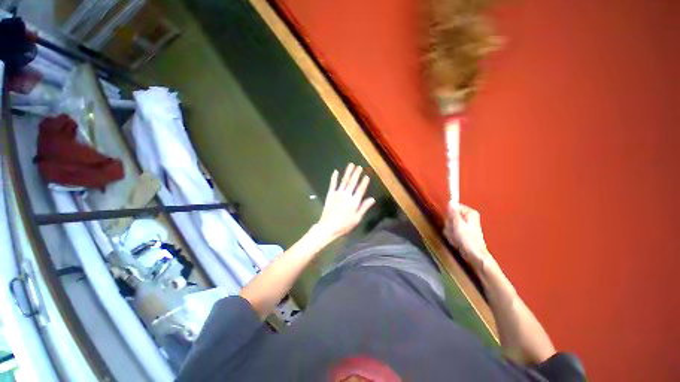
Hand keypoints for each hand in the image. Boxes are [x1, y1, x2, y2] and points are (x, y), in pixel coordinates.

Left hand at [314, 163, 375, 240]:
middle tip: (359, 166)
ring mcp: (337, 193)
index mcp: (354, 202)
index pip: (361, 189)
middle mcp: (346, 195)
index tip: (367, 175)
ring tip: (351, 164)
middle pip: (352, 182)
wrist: (328, 226)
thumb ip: (364, 207)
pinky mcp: (330, 194)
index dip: (364, 182)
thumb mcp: (357, 218)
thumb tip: (372, 199)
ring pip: (344, 181)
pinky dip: (334, 177)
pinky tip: (335, 171)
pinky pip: (332, 184)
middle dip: (356, 174)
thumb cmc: (344, 225)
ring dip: (347, 172)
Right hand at [444, 203, 491, 271]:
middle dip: (449, 225)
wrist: (475, 256)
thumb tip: (451, 201)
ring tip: (455, 238)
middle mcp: (469, 216)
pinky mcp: (463, 231)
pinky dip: (452, 235)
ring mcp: (466, 224)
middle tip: (454, 232)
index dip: (449, 215)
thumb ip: (454, 213)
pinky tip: (456, 240)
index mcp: (470, 213)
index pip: (453, 207)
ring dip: (450, 231)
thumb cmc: (468, 240)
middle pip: (451, 216)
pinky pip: (452, 230)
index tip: (451, 223)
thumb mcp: (458, 225)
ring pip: (450, 224)